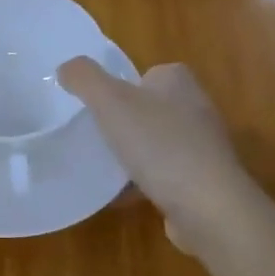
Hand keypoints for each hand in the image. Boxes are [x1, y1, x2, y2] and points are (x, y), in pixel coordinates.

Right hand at [57, 58, 263, 257]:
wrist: (209, 207)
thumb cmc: (160, 145)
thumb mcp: (111, 101)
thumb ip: (84, 78)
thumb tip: (66, 67)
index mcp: (178, 81)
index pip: (144, 73)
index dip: (119, 86)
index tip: (96, 106)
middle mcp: (196, 107)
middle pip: (148, 108)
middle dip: (123, 122)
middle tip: (94, 135)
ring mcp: (202, 147)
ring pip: (155, 143)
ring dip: (132, 155)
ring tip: (102, 167)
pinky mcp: (203, 182)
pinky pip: (164, 176)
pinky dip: (142, 183)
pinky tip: (119, 197)